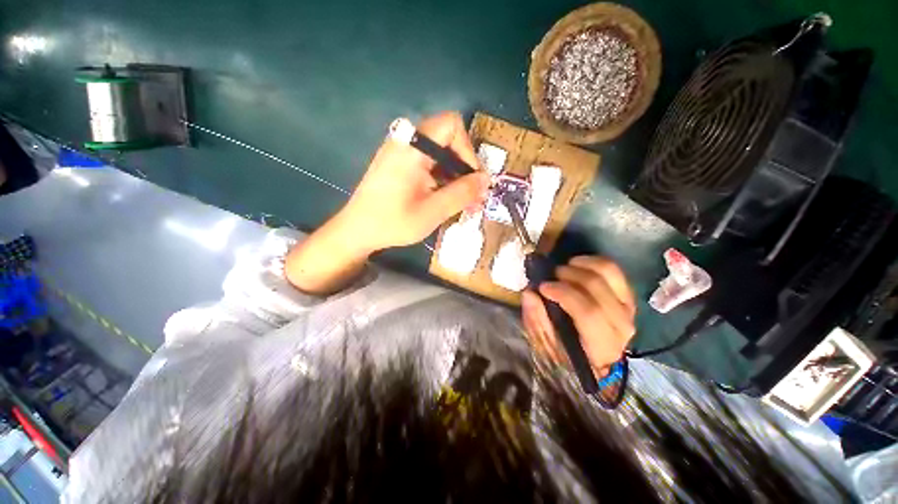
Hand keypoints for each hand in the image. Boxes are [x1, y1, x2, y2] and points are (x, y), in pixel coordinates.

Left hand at [338, 111, 489, 252]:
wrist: (357, 230)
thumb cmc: (393, 222)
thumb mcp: (433, 210)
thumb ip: (462, 193)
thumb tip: (487, 180)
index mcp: (412, 147)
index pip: (451, 126)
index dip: (468, 150)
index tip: (472, 180)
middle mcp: (405, 141)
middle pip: (447, 138)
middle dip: (463, 166)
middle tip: (471, 194)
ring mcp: (399, 151)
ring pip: (438, 152)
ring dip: (453, 174)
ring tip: (460, 201)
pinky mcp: (398, 163)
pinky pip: (426, 161)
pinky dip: (440, 176)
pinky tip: (443, 198)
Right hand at [521, 256, 635, 375]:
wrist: (596, 357)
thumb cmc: (567, 352)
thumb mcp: (546, 344)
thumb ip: (537, 320)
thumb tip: (530, 293)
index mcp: (602, 346)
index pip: (588, 312)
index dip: (563, 294)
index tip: (542, 286)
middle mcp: (621, 325)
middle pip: (597, 288)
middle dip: (569, 275)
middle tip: (551, 276)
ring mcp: (628, 308)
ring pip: (608, 273)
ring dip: (581, 265)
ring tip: (564, 269)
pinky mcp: (627, 296)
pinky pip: (614, 270)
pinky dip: (592, 262)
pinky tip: (577, 265)